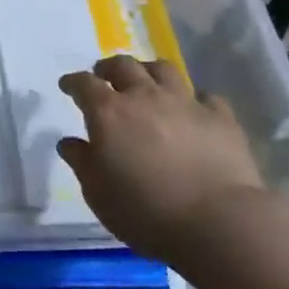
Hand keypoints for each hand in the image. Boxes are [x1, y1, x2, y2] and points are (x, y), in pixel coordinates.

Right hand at [55, 56, 264, 261]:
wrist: (218, 222)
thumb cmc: (146, 211)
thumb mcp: (97, 193)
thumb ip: (81, 162)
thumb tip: (69, 142)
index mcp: (108, 112)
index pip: (84, 83)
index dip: (73, 82)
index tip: (68, 86)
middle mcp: (144, 97)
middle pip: (123, 66)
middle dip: (109, 68)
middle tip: (104, 77)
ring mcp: (185, 103)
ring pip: (163, 69)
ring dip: (148, 71)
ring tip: (146, 82)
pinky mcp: (220, 118)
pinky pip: (205, 96)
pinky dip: (194, 99)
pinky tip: (193, 110)